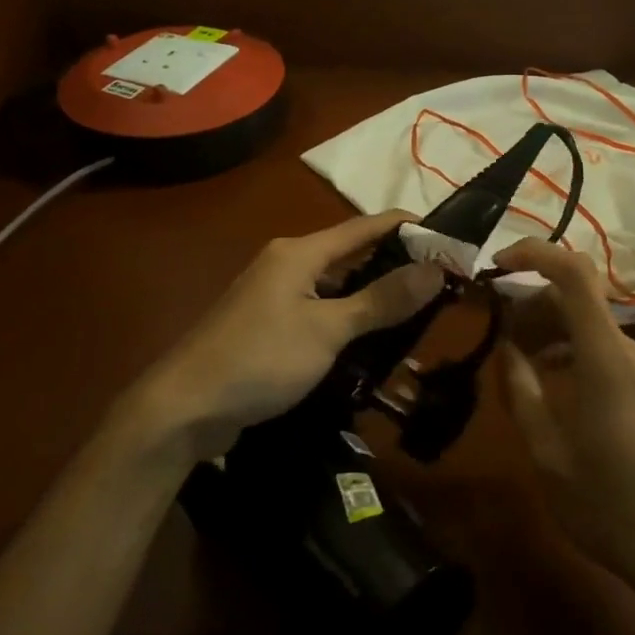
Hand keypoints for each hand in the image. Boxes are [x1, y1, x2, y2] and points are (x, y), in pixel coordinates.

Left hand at [133, 211, 445, 460]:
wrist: (185, 407)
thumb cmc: (260, 358)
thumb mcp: (328, 330)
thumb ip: (382, 299)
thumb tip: (435, 268)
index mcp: (300, 252)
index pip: (366, 227)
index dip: (408, 229)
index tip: (449, 242)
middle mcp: (288, 264)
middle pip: (352, 258)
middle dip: (396, 270)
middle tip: (442, 289)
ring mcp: (276, 296)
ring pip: (337, 291)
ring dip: (373, 303)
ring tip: (417, 320)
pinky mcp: (269, 327)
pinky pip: (320, 316)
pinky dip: (348, 326)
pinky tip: (372, 348)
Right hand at [494, 238, 634, 603]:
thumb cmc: (611, 505)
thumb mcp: (548, 453)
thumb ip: (522, 391)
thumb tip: (506, 348)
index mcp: (604, 356)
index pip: (574, 273)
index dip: (535, 254)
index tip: (496, 266)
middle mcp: (628, 349)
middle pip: (575, 297)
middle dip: (529, 302)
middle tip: (492, 331)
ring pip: (586, 323)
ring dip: (546, 327)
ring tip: (512, 358)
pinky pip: (600, 347)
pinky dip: (566, 348)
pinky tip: (545, 380)